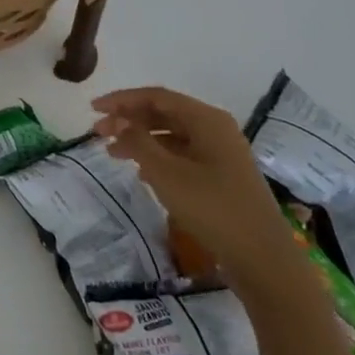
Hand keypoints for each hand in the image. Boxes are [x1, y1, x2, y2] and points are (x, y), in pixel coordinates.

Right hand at [91, 86, 309, 307]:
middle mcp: (216, 129)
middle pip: (164, 113)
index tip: (92, 109)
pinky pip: (182, 154)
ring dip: (140, 139)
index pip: (156, 97)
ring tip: (112, 153)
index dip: (121, 100)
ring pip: (172, 135)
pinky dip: (157, 156)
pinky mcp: (222, 175)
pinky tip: (141, 172)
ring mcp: (221, 153)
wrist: (262, 258)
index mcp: (206, 119)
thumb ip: (137, 141)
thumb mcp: (166, 173)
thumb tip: (117, 120)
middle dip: (128, 120)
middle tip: (97, 132)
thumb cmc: (212, 208)